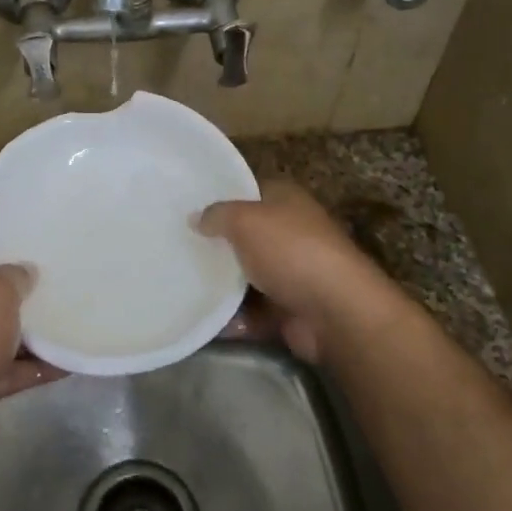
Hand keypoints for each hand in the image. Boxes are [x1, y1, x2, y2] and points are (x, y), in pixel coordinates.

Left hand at [0, 247, 63, 454]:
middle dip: (20, 297)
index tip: (33, 254)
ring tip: (69, 322)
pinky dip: (32, 368)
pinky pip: (6, 370)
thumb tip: (25, 272)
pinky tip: (67, 363)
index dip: (1, 254)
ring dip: (30, 335)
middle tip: (56, 286)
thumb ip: (15, 276)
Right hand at [199, 182, 401, 363]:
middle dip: (215, 244)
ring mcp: (292, 274)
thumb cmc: (291, 250)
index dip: (220, 197)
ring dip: (220, 285)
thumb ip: (217, 215)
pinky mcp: (288, 310)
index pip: (249, 191)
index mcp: (286, 201)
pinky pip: (251, 313)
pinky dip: (230, 319)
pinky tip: (199, 319)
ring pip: (246, 277)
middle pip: (245, 236)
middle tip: (176, 248)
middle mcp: (291, 233)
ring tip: (180, 285)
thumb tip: (195, 218)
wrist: (336, 312)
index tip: (186, 208)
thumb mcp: (245, 220)